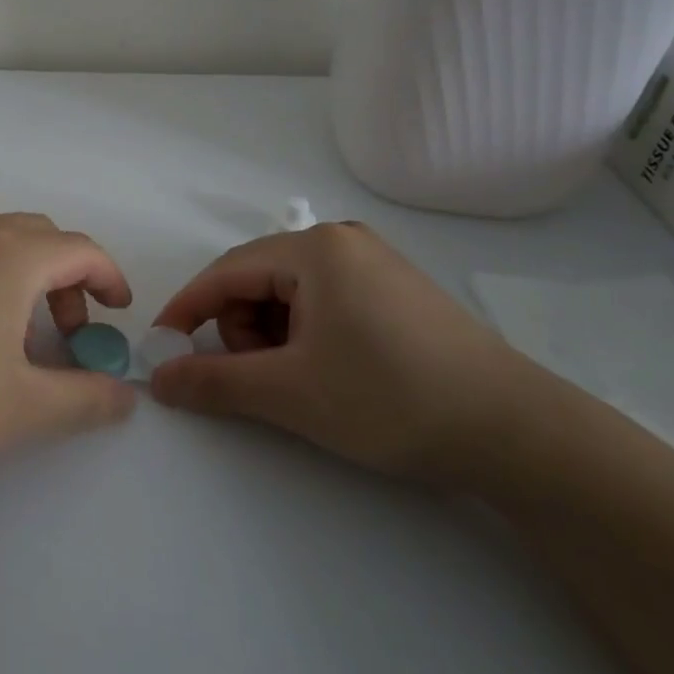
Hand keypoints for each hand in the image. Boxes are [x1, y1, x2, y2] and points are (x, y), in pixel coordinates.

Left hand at [0, 214, 136, 496]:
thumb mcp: (23, 410)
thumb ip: (86, 399)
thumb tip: (126, 396)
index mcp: (8, 255)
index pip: (79, 249)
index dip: (108, 278)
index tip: (117, 314)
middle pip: (38, 236)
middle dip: (65, 277)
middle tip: (66, 332)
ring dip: (21, 277)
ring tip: (14, 339)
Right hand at [148, 223, 527, 484]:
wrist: (515, 432)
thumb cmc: (391, 398)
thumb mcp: (291, 393)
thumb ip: (215, 382)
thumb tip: (158, 378)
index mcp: (314, 248)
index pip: (226, 271)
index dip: (188, 310)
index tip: (163, 349)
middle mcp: (341, 241)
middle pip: (257, 280)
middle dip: (243, 330)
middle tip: (264, 381)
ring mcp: (373, 262)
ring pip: (290, 293)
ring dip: (275, 337)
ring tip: (304, 383)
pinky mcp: (394, 289)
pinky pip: (324, 301)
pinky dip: (308, 335)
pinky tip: (333, 372)